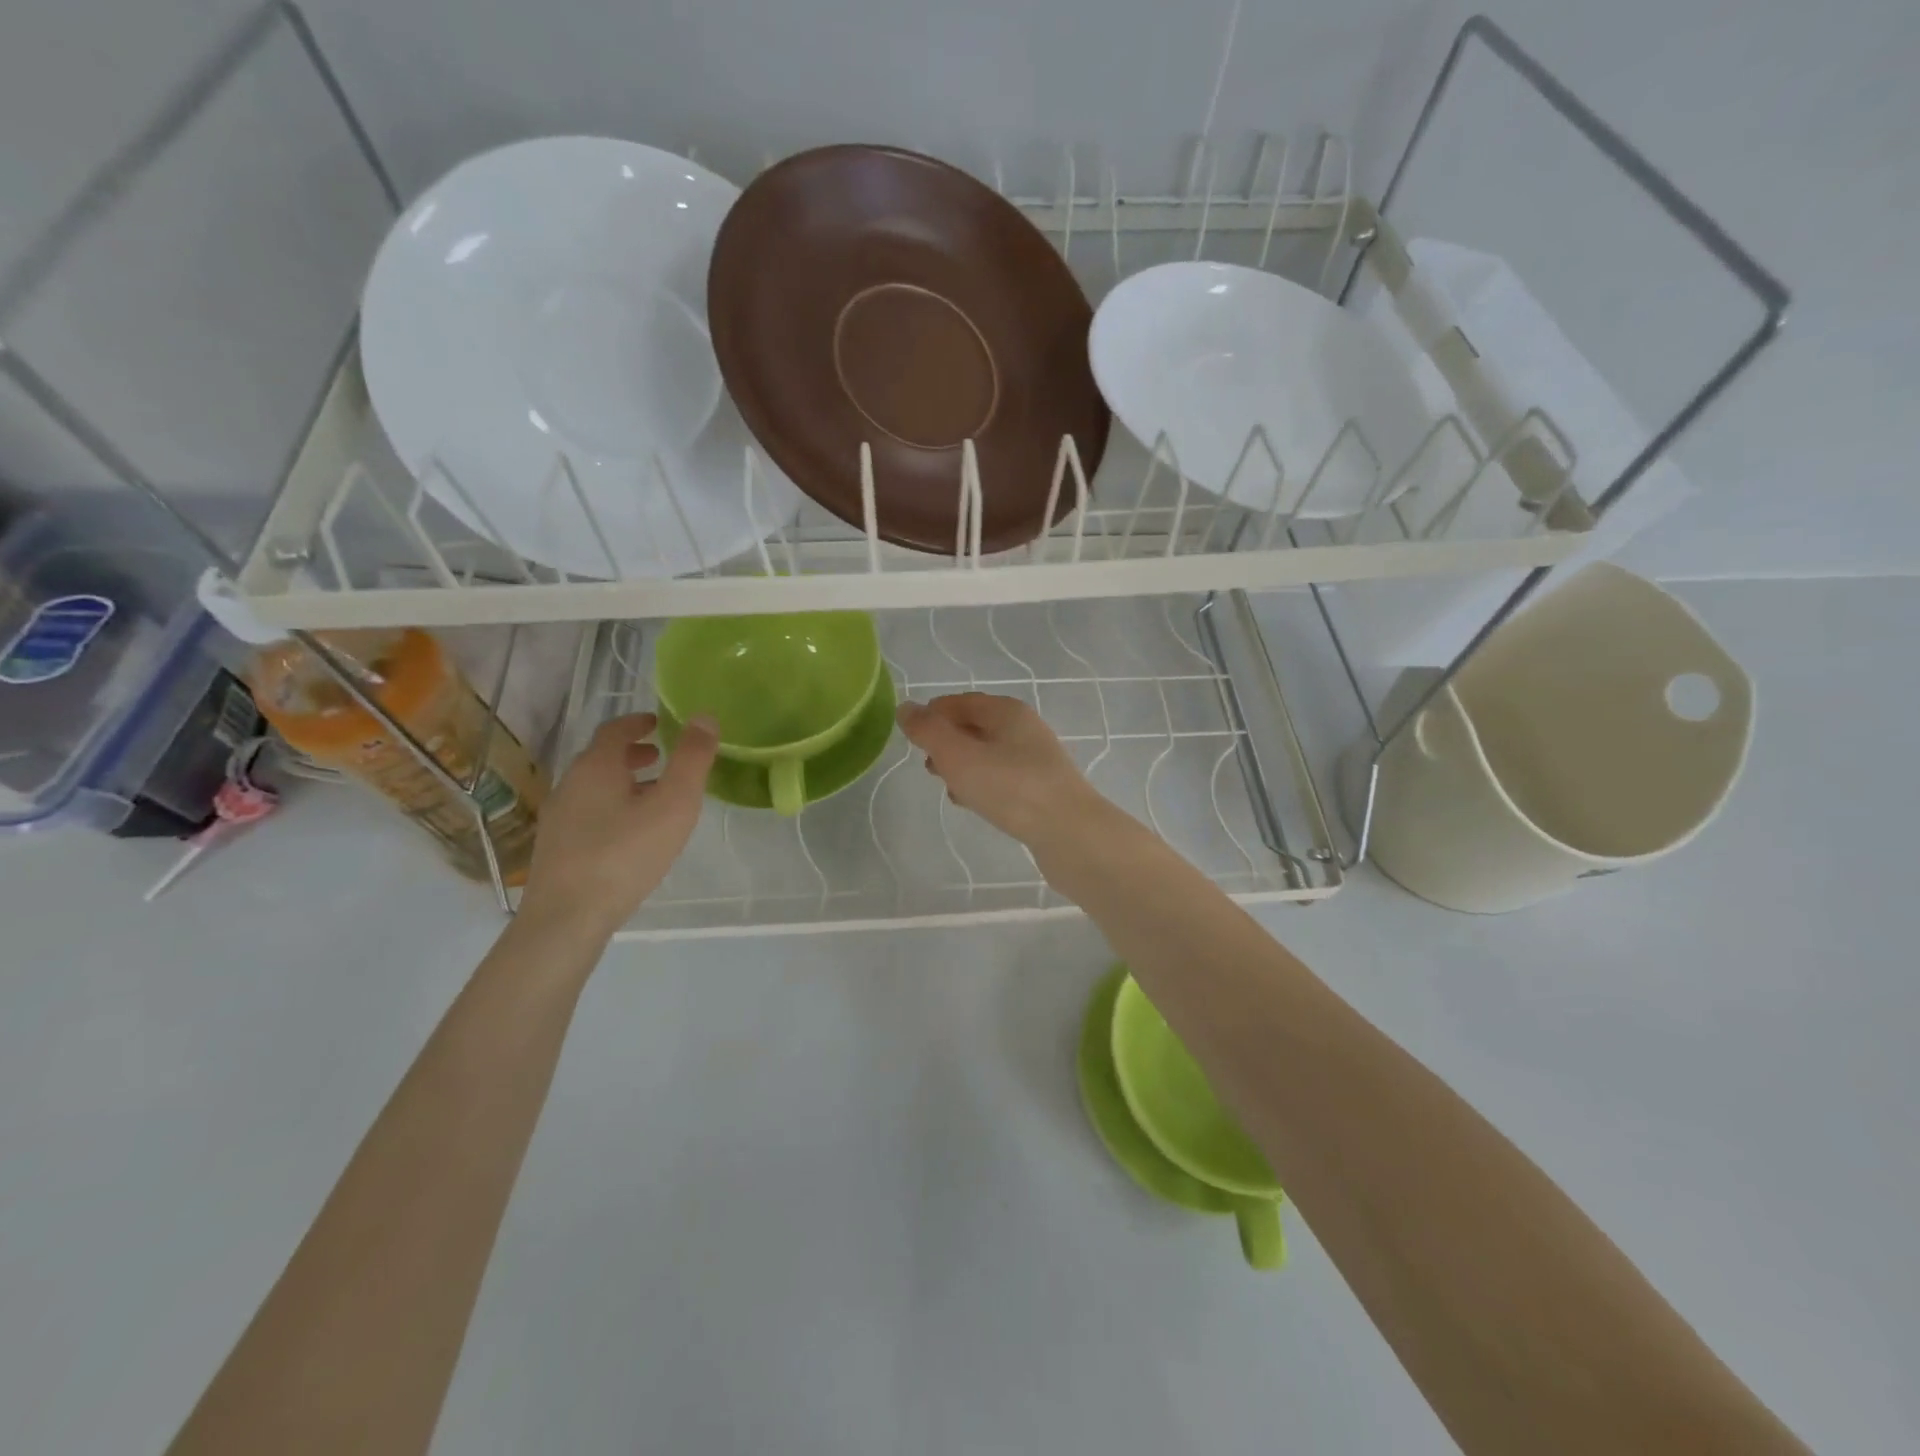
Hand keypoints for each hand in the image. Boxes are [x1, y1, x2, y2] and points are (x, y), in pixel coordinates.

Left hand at [520, 712, 716, 932]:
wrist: (567, 918)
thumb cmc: (625, 854)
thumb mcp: (673, 804)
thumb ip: (692, 760)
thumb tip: (705, 717)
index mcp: (596, 767)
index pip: (615, 730)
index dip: (638, 722)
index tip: (659, 723)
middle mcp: (570, 784)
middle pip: (602, 758)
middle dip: (633, 753)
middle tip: (663, 758)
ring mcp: (559, 817)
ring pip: (595, 787)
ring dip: (624, 781)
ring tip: (653, 796)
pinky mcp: (557, 847)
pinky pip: (588, 812)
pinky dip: (612, 806)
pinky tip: (630, 833)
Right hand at [896, 693, 1106, 846]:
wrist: (1070, 833)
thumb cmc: (1010, 788)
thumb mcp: (959, 756)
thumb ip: (928, 731)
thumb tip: (905, 708)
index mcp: (1006, 711)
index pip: (960, 702)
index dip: (933, 714)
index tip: (911, 737)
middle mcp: (1024, 728)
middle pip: (974, 727)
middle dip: (946, 742)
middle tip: (928, 765)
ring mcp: (1036, 759)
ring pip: (987, 754)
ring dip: (962, 766)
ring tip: (946, 787)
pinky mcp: (1041, 789)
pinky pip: (1001, 778)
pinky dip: (981, 784)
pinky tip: (972, 804)